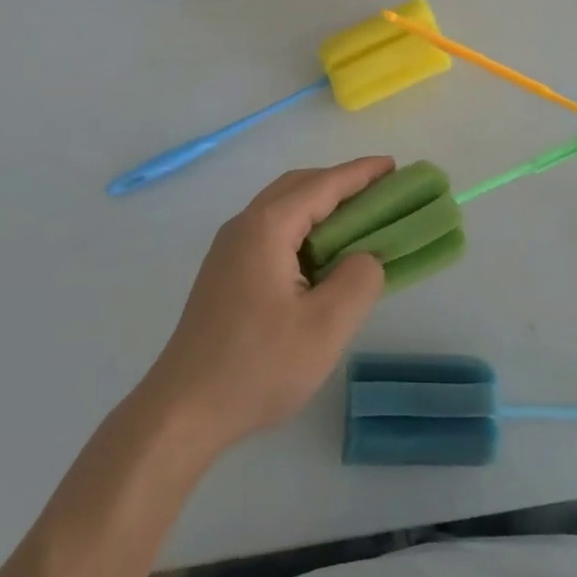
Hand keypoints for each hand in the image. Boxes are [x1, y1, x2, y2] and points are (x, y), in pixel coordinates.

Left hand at [137, 158, 389, 454]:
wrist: (182, 410)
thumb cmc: (257, 367)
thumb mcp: (325, 328)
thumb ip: (358, 281)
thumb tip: (366, 257)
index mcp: (267, 227)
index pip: (322, 185)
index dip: (361, 173)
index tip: (393, 165)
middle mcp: (244, 225)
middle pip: (298, 186)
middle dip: (340, 184)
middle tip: (379, 194)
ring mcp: (229, 249)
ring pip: (282, 208)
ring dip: (320, 206)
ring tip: (356, 223)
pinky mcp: (224, 272)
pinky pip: (271, 231)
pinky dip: (302, 228)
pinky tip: (319, 258)